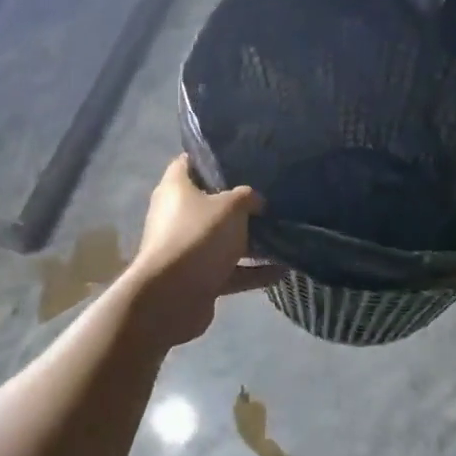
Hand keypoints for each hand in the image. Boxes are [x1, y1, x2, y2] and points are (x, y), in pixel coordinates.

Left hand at [128, 155, 281, 345]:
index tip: (240, 157)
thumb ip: (247, 197)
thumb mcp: (231, 207)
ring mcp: (186, 248)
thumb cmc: (198, 237)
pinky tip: (282, 270)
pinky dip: (253, 271)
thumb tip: (256, 200)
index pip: (189, 162)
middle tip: (270, 196)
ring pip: (222, 239)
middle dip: (239, 203)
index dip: (211, 157)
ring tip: (283, 234)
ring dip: (250, 240)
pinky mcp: (197, 278)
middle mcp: (177, 215)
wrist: (172, 298)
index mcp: (176, 188)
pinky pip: (230, 270)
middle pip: (210, 202)